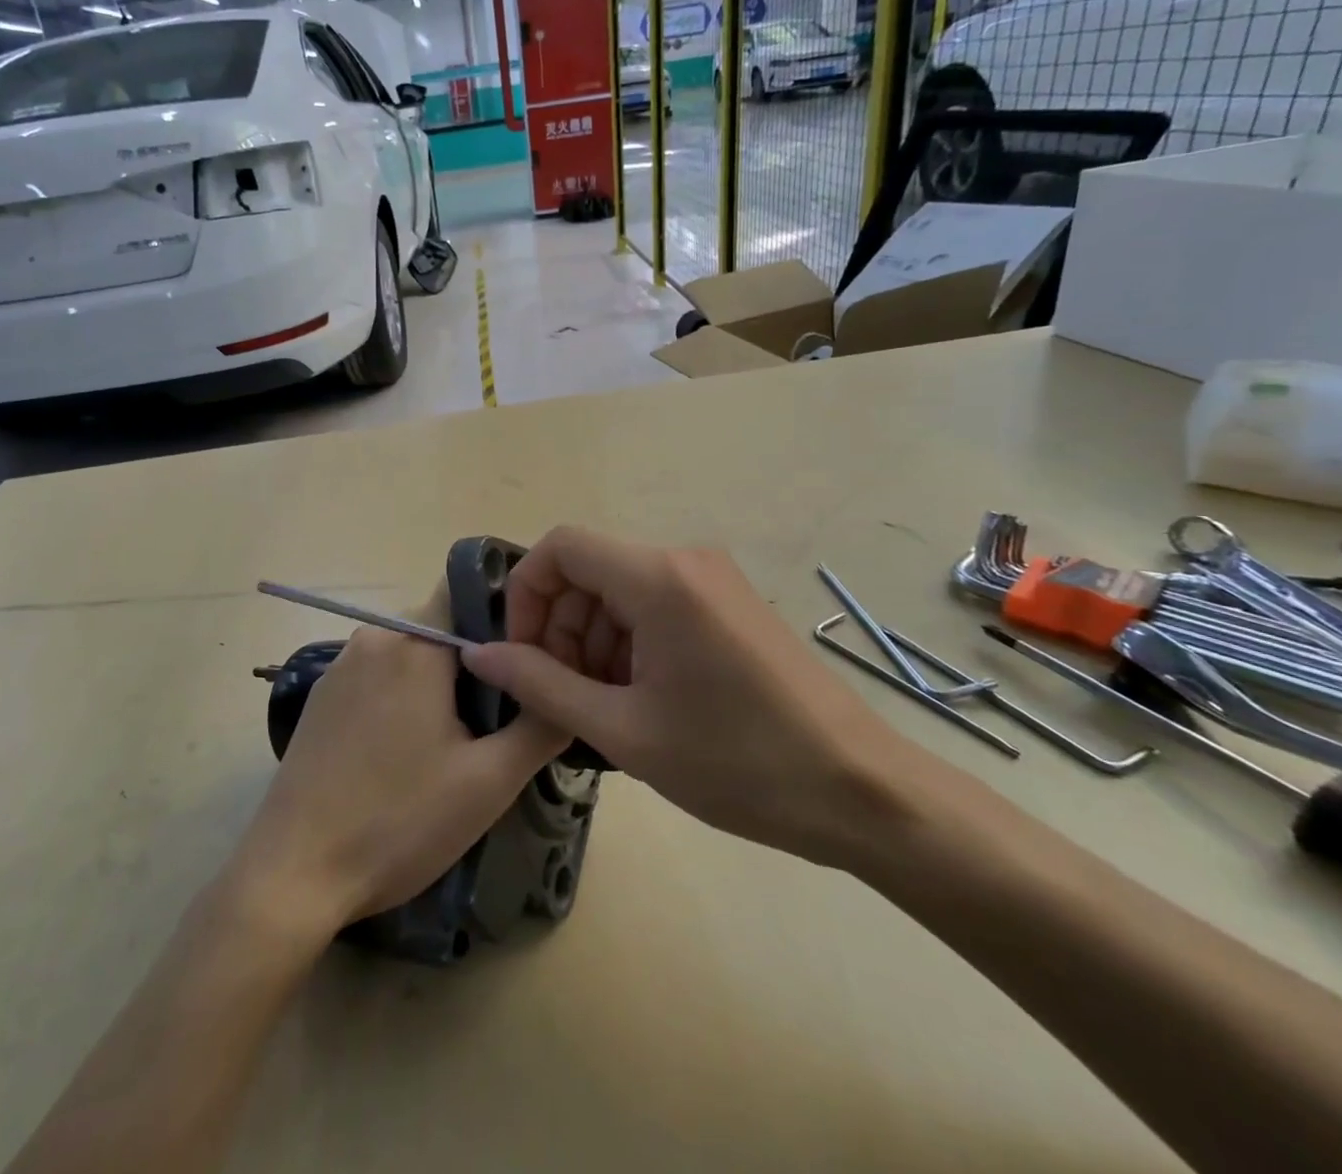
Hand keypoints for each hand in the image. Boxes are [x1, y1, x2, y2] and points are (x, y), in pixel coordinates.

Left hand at [230, 584, 568, 937]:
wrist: (294, 873)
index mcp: (415, 643)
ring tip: (451, 748)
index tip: (525, 671)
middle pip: (441, 632)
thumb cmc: (399, 822)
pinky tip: (401, 757)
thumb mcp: (489, 781)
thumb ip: (540, 725)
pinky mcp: (319, 697)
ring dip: (435, 688)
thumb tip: (570, 691)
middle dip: (472, 669)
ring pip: (408, 657)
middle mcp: (374, 638)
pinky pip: (376, 678)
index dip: (504, 626)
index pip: (469, 597)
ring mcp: (339, 667)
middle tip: (491, 728)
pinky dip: (399, 701)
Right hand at [463, 527, 933, 868]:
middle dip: (559, 627)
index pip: (560, 546)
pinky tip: (640, 700)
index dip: (525, 594)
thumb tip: (479, 654)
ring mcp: (712, 580)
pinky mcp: (728, 604)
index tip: (523, 655)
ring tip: (604, 709)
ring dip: (592, 641)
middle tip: (563, 696)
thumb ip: (541, 686)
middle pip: (588, 571)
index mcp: (658, 578)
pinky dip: (628, 644)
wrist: (862, 793)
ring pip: (618, 591)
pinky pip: (654, 606)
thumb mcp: (624, 731)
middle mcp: (684, 560)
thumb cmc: (737, 763)